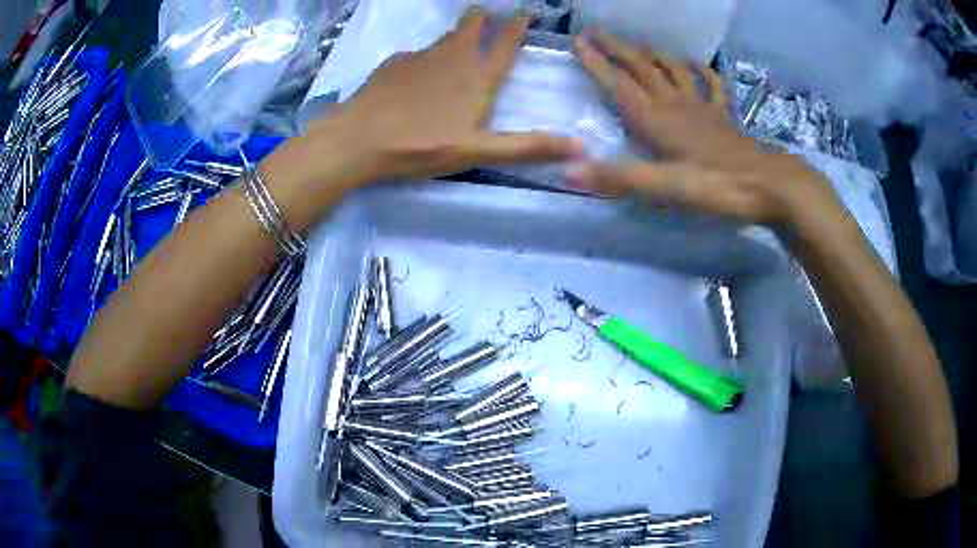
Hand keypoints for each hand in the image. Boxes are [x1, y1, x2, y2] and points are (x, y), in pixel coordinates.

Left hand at [317, 9, 582, 179]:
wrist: (360, 138)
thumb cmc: (422, 145)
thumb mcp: (480, 151)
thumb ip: (528, 147)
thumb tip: (582, 147)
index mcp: (477, 77)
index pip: (504, 45)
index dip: (516, 27)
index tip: (523, 12)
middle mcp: (452, 58)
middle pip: (470, 28)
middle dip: (482, 18)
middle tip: (486, 12)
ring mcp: (419, 57)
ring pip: (442, 39)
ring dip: (453, 35)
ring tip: (456, 40)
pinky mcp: (393, 65)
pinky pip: (414, 55)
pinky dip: (421, 59)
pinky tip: (414, 72)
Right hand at [568, 30, 832, 225]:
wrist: (769, 185)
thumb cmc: (717, 186)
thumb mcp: (665, 187)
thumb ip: (618, 178)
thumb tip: (568, 171)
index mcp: (656, 119)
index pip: (619, 84)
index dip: (596, 62)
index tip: (577, 41)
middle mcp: (675, 105)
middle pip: (642, 68)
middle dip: (617, 48)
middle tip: (597, 31)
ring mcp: (702, 107)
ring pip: (672, 70)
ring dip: (654, 54)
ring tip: (640, 43)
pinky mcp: (723, 116)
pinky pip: (713, 85)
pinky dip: (703, 71)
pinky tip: (696, 63)